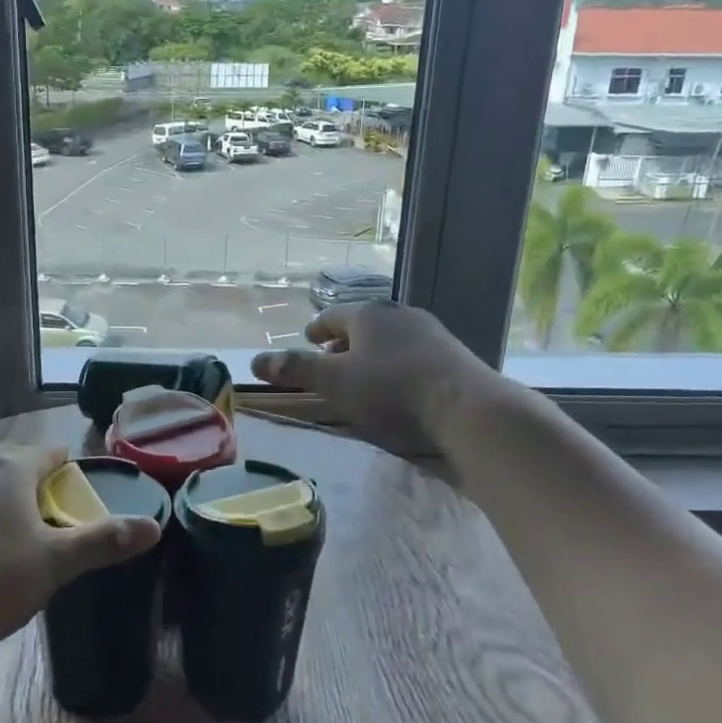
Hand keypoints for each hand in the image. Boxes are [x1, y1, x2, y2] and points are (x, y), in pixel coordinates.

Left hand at [0, 443, 161, 664]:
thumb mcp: (55, 563)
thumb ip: (104, 541)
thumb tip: (154, 527)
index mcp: (10, 466)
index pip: (55, 454)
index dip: (74, 477)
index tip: (83, 509)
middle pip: (22, 467)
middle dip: (44, 492)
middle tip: (57, 533)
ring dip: (11, 508)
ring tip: (22, 549)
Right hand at [252, 302, 499, 452]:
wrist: (466, 408)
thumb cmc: (391, 390)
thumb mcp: (334, 382)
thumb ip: (296, 369)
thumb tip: (255, 359)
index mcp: (368, 314)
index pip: (333, 316)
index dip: (318, 329)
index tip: (309, 338)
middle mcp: (400, 314)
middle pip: (364, 325)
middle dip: (345, 342)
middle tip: (332, 360)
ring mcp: (432, 333)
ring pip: (391, 339)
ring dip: (373, 354)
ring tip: (364, 376)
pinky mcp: (454, 355)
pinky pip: (414, 354)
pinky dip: (398, 365)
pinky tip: (399, 387)